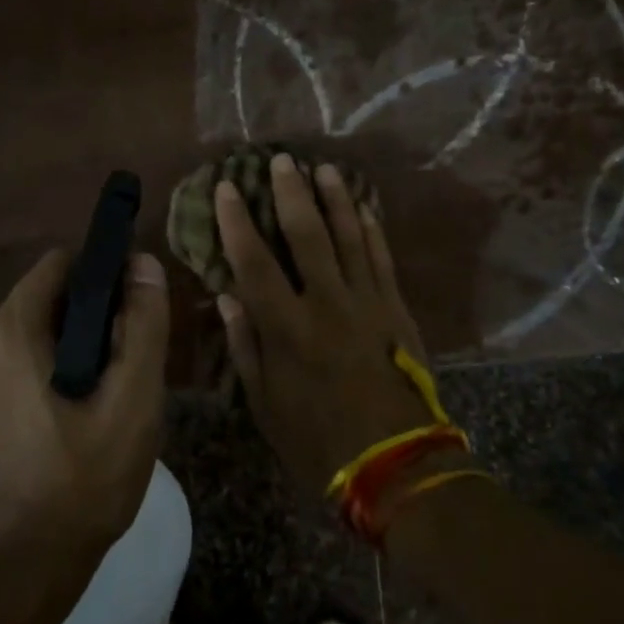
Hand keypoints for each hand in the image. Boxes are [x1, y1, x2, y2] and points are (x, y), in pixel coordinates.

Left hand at [0, 249, 169, 588]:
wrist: (11, 578)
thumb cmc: (80, 487)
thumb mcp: (132, 404)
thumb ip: (143, 326)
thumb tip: (142, 263)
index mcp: (7, 331)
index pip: (61, 265)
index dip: (103, 281)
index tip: (130, 321)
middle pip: (44, 301)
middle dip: (86, 324)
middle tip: (118, 378)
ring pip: (27, 335)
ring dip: (64, 354)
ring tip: (94, 407)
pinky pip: (6, 366)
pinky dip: (38, 377)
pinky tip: (61, 425)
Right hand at [215, 154, 442, 500]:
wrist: (395, 464)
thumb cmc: (317, 440)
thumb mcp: (264, 404)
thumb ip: (245, 346)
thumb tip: (227, 297)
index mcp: (286, 328)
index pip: (253, 261)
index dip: (237, 221)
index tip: (227, 187)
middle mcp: (326, 303)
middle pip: (306, 235)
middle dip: (290, 193)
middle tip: (281, 160)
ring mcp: (367, 302)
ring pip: (349, 237)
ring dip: (335, 199)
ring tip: (324, 169)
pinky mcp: (397, 310)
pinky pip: (383, 259)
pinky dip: (373, 230)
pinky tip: (365, 207)